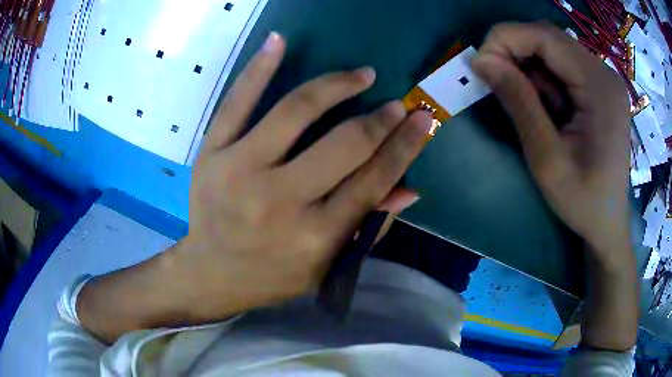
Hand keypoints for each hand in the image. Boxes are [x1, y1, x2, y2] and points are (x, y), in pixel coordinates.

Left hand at [176, 32, 430, 321]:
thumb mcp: (327, 265)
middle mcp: (278, 200)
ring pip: (294, 111)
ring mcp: (239, 171)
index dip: (404, 146)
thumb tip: (409, 188)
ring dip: (335, 85)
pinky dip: (258, 68)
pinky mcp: (211, 154)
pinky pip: (236, 102)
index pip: (373, 180)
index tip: (424, 119)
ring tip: (360, 74)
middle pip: (344, 145)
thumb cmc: (273, 275)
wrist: (211, 272)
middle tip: (397, 102)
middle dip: (379, 119)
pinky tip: (280, 40)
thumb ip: (368, 227)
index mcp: (314, 235)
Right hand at [472, 23, 631, 262]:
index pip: (545, 37)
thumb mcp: (546, 158)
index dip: (506, 40)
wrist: (608, 223)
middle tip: (495, 81)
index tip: (480, 65)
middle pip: (549, 38)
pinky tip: (545, 107)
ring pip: (554, 50)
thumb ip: (518, 103)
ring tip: (527, 105)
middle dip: (515, 52)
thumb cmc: (583, 202)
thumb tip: (481, 60)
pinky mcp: (600, 88)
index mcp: (600, 88)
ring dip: (530, 69)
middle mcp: (605, 74)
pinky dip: (544, 79)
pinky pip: (563, 66)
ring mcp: (604, 79)